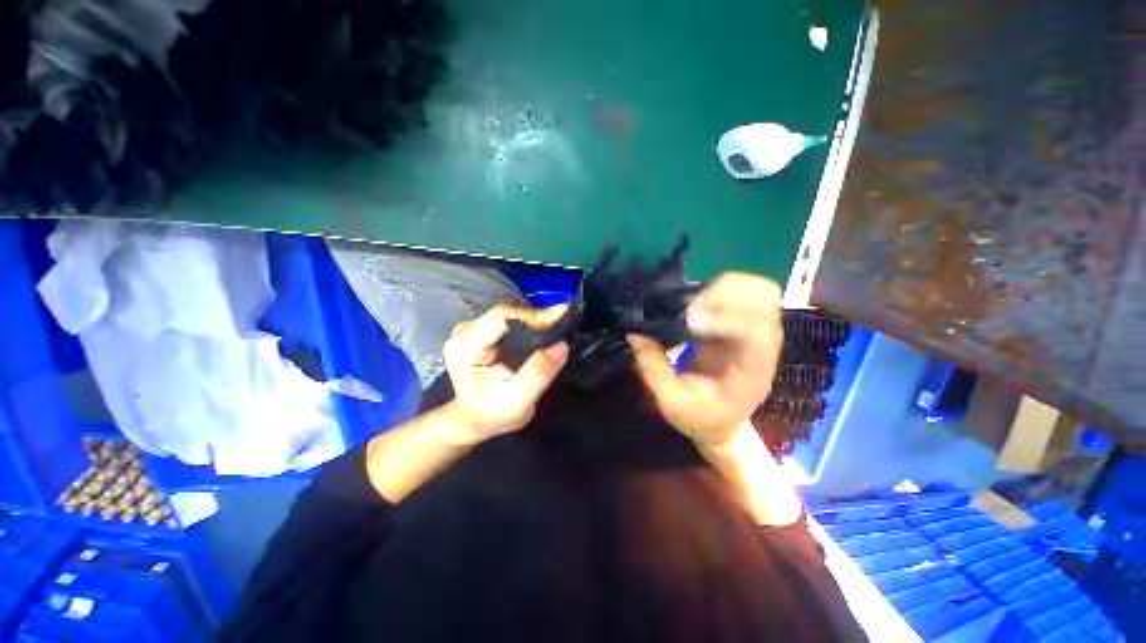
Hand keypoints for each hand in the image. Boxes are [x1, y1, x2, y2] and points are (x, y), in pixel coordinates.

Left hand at [443, 304, 569, 441]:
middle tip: (563, 322)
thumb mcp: (519, 402)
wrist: (476, 418)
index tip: (559, 319)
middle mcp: (464, 331)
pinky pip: (511, 319)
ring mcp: (472, 328)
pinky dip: (529, 323)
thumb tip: (561, 344)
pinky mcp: (483, 330)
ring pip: (510, 313)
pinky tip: (544, 330)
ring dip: (534, 319)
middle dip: (536, 317)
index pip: (499, 318)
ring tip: (557, 326)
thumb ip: (539, 373)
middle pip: (506, 312)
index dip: (531, 316)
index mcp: (465, 347)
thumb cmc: (494, 414)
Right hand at [627, 272, 782, 449]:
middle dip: (725, 295)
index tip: (689, 321)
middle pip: (764, 299)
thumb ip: (653, 367)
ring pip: (757, 290)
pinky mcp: (744, 324)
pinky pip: (743, 293)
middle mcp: (763, 346)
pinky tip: (699, 305)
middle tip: (691, 309)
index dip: (727, 318)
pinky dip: (722, 289)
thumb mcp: (670, 401)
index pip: (756, 332)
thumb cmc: (700, 417)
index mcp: (751, 371)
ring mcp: (757, 331)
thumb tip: (635, 332)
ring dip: (724, 288)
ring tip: (694, 306)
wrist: (722, 424)